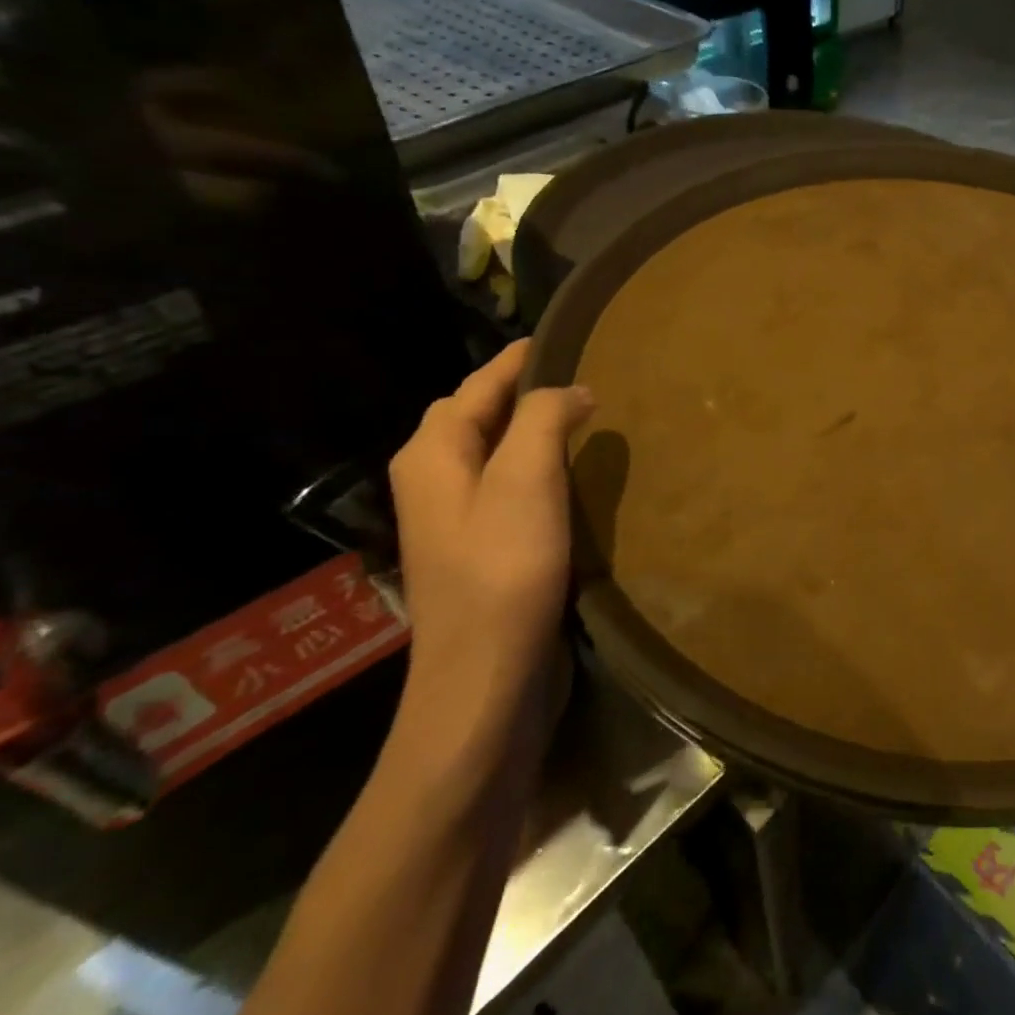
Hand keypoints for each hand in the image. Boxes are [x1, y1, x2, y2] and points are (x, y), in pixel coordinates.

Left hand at [387, 340, 593, 709]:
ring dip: (530, 427)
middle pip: (476, 415)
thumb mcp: (526, 480)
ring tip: (581, 414)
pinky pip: (507, 485)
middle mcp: (433, 480)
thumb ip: (544, 418)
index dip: (517, 360)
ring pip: (492, 451)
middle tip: (578, 373)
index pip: (477, 386)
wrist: (485, 677)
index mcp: (432, 454)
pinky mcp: (480, 548)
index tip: (560, 337)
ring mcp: (454, 518)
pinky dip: (535, 464)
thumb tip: (572, 389)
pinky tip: (570, 473)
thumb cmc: (504, 571)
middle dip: (519, 389)